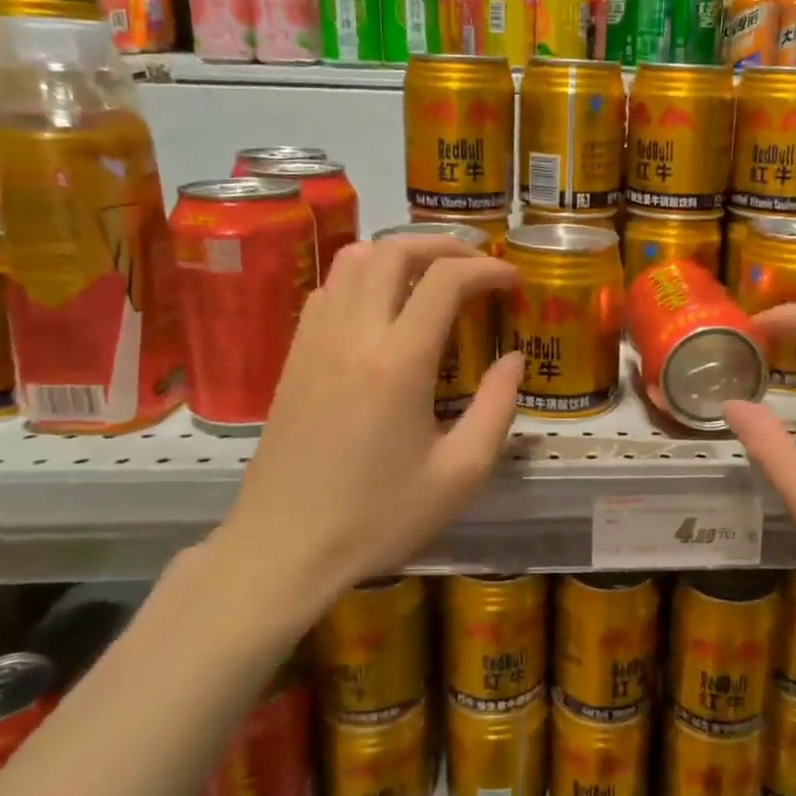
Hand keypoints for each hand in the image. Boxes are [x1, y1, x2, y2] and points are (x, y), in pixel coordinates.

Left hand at [210, 235, 521, 612]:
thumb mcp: (460, 475)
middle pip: (394, 251)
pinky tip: (383, 309)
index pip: (445, 280)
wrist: (282, 549)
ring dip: (399, 254)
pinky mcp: (293, 356)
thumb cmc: (378, 518)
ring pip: (353, 260)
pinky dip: (364, 277)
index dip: (486, 269)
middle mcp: (352, 335)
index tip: (512, 281)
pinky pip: (329, 289)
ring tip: (432, 277)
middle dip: (444, 245)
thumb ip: (497, 409)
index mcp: (397, 362)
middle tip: (477, 266)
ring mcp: (315, 341)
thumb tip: (513, 359)